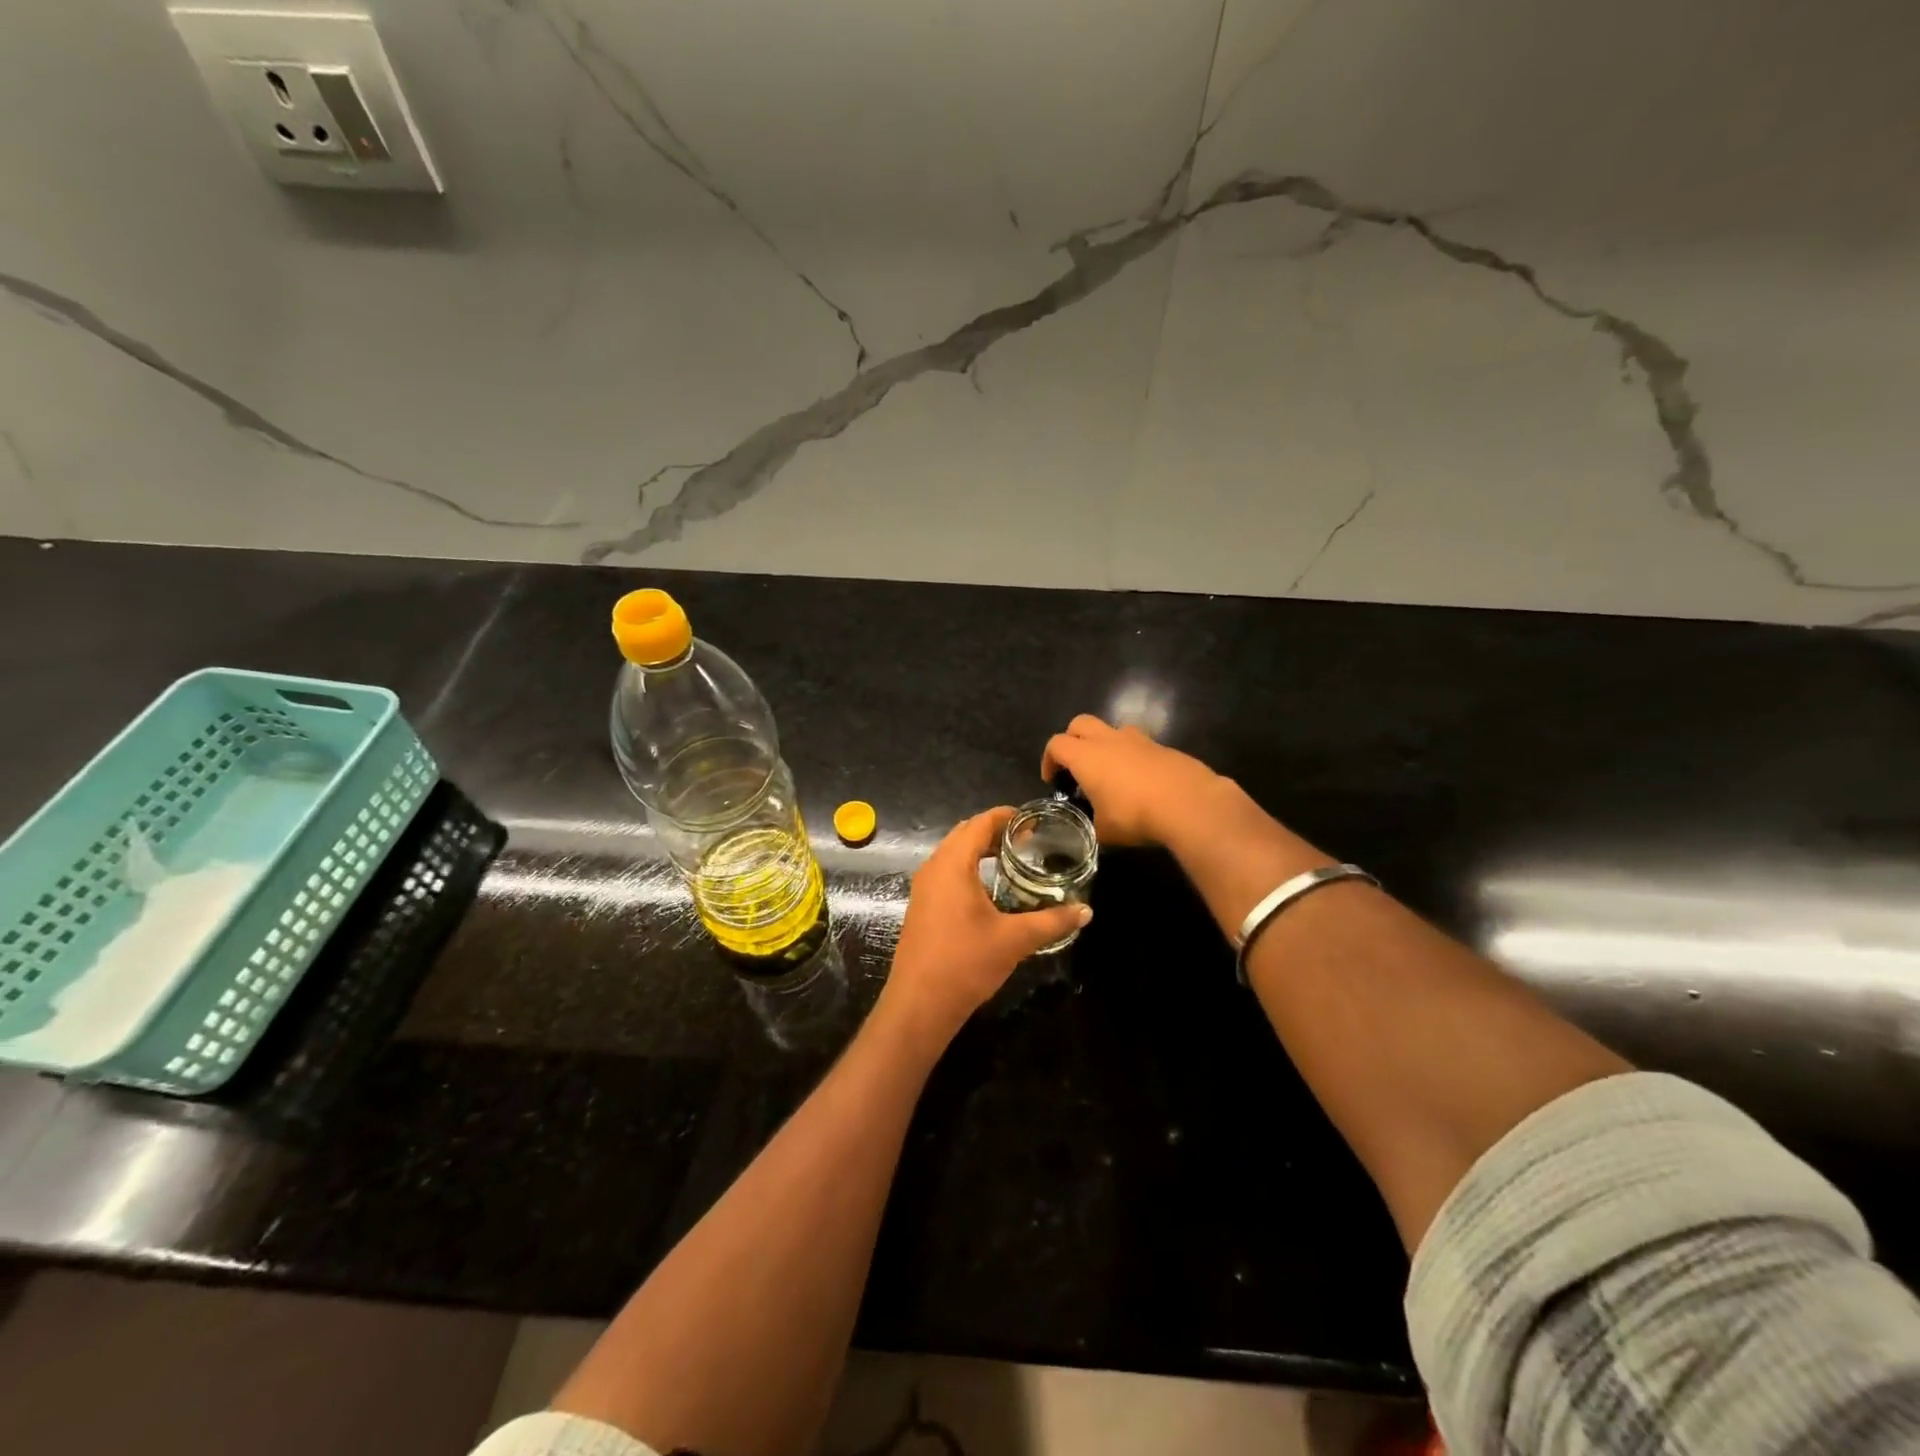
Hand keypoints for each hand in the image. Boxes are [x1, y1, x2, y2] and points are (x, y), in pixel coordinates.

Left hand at [879, 808, 1090, 1043]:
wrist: (920, 1004)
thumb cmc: (966, 962)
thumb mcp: (1015, 940)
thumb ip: (1052, 921)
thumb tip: (1085, 912)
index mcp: (952, 864)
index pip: (979, 824)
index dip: (1006, 817)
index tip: (1033, 820)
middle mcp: (933, 868)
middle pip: (964, 834)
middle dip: (995, 831)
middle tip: (1028, 840)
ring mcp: (923, 888)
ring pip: (953, 854)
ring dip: (980, 850)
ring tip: (1012, 859)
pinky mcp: (922, 907)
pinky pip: (946, 873)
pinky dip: (968, 868)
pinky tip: (990, 889)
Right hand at [1041, 715, 1221, 846]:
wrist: (1189, 803)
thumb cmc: (1135, 815)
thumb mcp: (1104, 830)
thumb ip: (1094, 823)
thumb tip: (1096, 826)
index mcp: (1086, 756)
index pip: (1056, 745)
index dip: (1049, 760)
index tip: (1053, 780)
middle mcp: (1109, 740)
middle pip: (1080, 723)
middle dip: (1073, 739)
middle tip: (1075, 765)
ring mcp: (1139, 740)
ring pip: (1112, 730)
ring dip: (1105, 744)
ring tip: (1111, 771)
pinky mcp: (1163, 747)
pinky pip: (1140, 745)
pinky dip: (1133, 757)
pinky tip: (1142, 782)